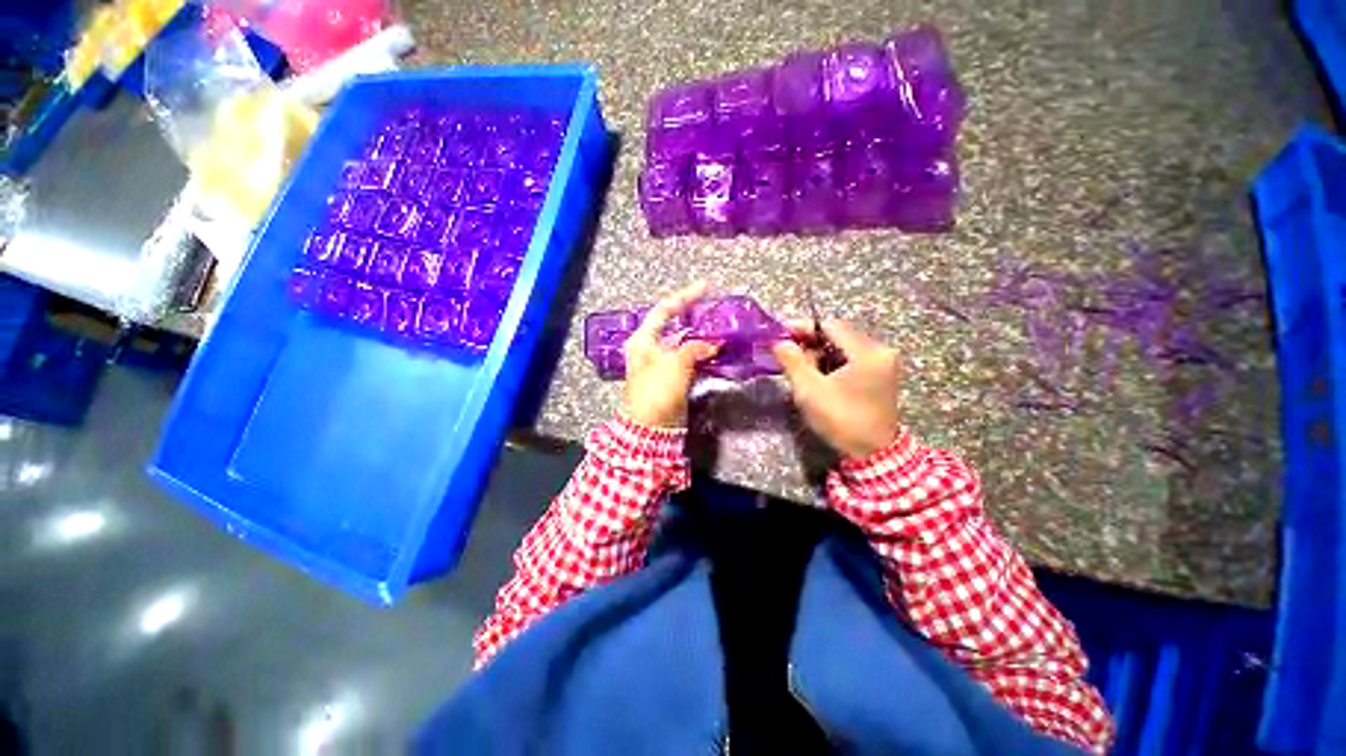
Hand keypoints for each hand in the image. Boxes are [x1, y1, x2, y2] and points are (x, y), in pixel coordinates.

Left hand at [621, 281, 719, 428]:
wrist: (651, 429)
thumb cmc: (657, 391)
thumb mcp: (675, 364)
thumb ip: (695, 348)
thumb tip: (713, 343)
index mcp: (643, 340)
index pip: (664, 310)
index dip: (684, 297)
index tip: (705, 286)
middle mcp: (651, 348)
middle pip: (675, 326)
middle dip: (696, 317)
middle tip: (716, 310)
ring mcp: (662, 364)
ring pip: (685, 343)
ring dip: (702, 337)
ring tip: (722, 329)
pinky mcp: (673, 378)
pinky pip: (690, 360)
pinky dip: (703, 354)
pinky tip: (718, 351)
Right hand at [772, 320, 902, 458]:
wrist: (873, 454)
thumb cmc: (841, 419)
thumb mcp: (810, 390)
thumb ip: (793, 361)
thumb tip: (779, 342)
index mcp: (867, 352)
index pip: (831, 326)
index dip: (804, 327)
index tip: (781, 334)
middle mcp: (880, 352)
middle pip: (839, 336)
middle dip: (810, 342)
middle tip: (787, 353)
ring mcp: (883, 365)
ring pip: (844, 348)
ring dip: (820, 354)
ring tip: (799, 368)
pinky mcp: (880, 376)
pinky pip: (851, 360)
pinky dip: (832, 363)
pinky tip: (817, 376)